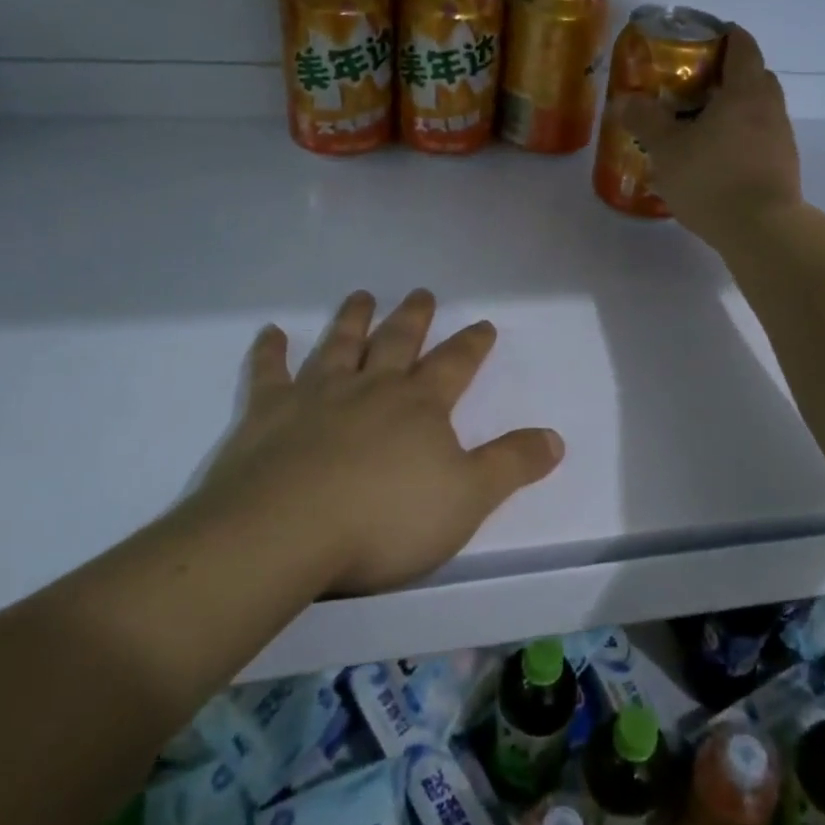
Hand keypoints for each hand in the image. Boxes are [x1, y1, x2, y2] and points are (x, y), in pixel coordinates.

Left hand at [187, 289, 563, 594]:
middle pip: (397, 342)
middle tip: (421, 293)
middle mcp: (371, 387)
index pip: (455, 364)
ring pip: (340, 345)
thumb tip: (556, 437)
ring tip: (362, 296)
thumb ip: (512, 464)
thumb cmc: (386, 519)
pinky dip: (270, 351)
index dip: (472, 344)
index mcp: (419, 405)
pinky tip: (271, 332)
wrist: (287, 531)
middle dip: (413, 317)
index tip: (483, 323)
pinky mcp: (268, 413)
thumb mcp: (467, 498)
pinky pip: (269, 373)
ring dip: (353, 319)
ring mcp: (317, 395)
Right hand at [611, 24, 801, 247]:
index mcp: (745, 90)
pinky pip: (758, 138)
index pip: (741, 44)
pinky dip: (738, 138)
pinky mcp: (782, 166)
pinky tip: (714, 159)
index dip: (722, 35)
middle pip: (752, 76)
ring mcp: (781, 138)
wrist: (762, 231)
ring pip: (756, 109)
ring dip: (731, 110)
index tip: (698, 40)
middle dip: (724, 75)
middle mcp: (770, 107)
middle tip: (691, 86)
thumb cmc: (712, 179)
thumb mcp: (667, 149)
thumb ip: (645, 120)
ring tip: (698, 126)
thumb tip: (624, 100)